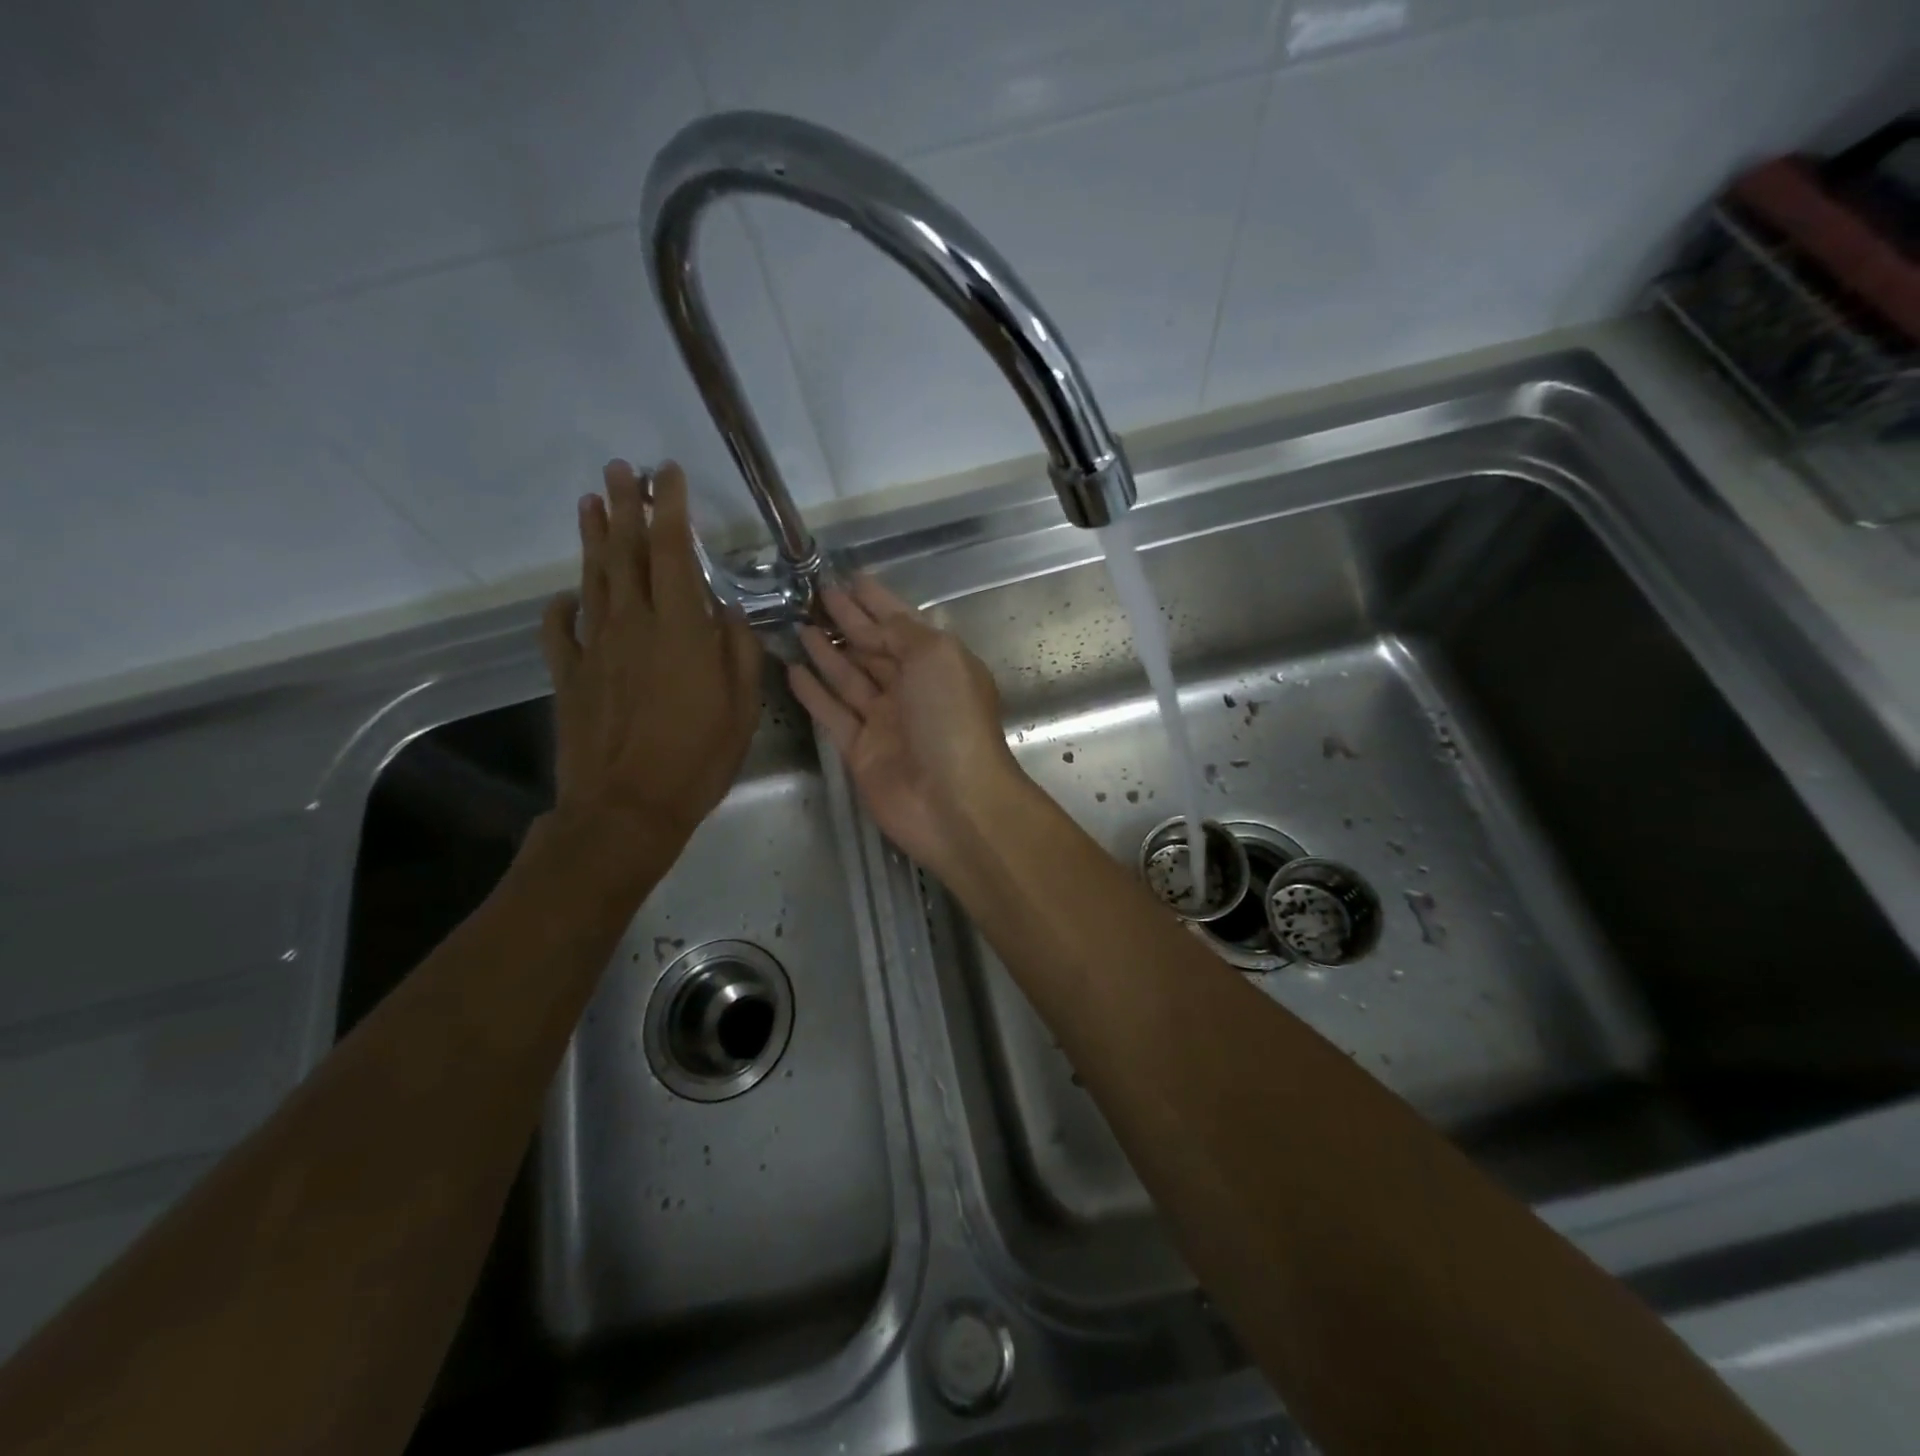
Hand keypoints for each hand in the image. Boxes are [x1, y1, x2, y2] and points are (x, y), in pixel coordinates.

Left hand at [540, 460, 762, 862]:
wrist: (626, 808)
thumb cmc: (697, 758)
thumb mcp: (741, 707)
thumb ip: (738, 651)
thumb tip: (728, 612)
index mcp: (680, 629)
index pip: (671, 552)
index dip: (669, 509)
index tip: (667, 475)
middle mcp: (632, 625)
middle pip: (625, 553)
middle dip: (624, 507)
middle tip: (618, 469)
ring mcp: (594, 648)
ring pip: (592, 580)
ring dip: (593, 539)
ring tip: (591, 503)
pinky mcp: (569, 675)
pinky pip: (560, 629)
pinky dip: (562, 606)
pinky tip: (566, 594)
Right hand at [787, 576, 1021, 875]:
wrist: (953, 801)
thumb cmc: (951, 719)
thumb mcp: (936, 656)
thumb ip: (902, 632)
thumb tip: (877, 620)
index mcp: (938, 664)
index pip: (901, 624)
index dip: (876, 601)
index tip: (848, 577)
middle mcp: (912, 690)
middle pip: (874, 649)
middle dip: (848, 622)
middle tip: (814, 595)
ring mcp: (885, 722)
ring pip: (850, 679)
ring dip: (827, 653)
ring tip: (799, 625)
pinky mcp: (861, 751)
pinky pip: (832, 715)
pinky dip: (814, 694)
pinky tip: (792, 670)